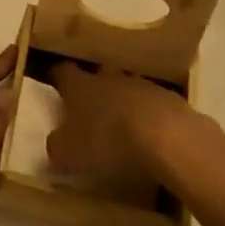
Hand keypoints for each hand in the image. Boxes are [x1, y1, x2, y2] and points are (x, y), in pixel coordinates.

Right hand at [47, 63, 192, 180]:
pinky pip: (153, 105)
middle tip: (89, 108)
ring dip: (123, 102)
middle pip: (97, 75)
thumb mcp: (70, 154)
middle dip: (93, 88)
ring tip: (122, 126)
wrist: (169, 138)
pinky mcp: (170, 100)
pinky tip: (151, 138)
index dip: (58, 78)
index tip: (54, 85)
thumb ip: (58, 146)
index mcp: (80, 85)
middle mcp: (108, 78)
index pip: (63, 72)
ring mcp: (142, 85)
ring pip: (127, 88)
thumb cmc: (109, 142)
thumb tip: (56, 142)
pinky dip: (149, 117)